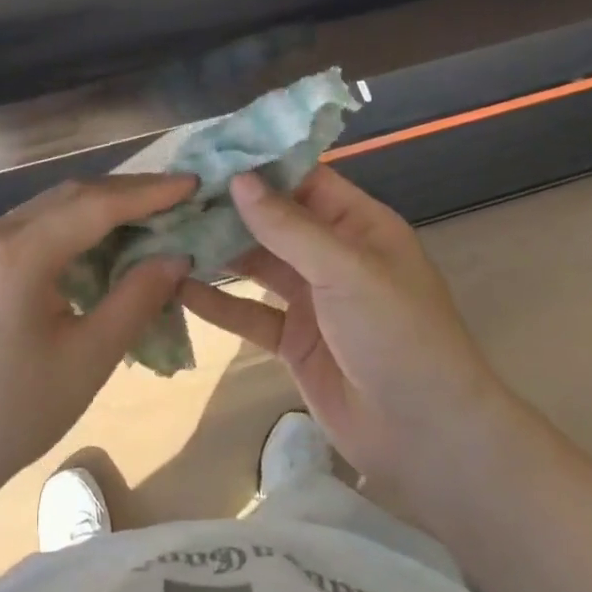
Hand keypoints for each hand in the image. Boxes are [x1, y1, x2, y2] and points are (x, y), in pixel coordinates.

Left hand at [0, 175, 194, 506]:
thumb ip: (137, 299)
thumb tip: (177, 256)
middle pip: (71, 196)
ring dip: (102, 205)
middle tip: (179, 196)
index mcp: (16, 258)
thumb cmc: (19, 412)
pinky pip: (35, 224)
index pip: (93, 206)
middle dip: (128, 192)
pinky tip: (105, 237)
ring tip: (152, 212)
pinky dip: (75, 224)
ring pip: (53, 205)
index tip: (192, 183)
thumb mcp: (89, 359)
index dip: (148, 193)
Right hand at [178, 168, 513, 491]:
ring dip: (215, 251)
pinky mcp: (292, 341)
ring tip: (163, 232)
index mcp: (356, 225)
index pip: (300, 179)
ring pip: (254, 264)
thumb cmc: (398, 336)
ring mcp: (310, 299)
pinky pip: (247, 312)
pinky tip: (176, 287)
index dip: (256, 164)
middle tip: (169, 193)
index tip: (204, 152)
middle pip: (270, 220)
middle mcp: (331, 255)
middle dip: (225, 208)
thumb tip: (239, 179)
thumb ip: (289, 227)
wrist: (427, 438)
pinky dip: (216, 302)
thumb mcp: (346, 271)